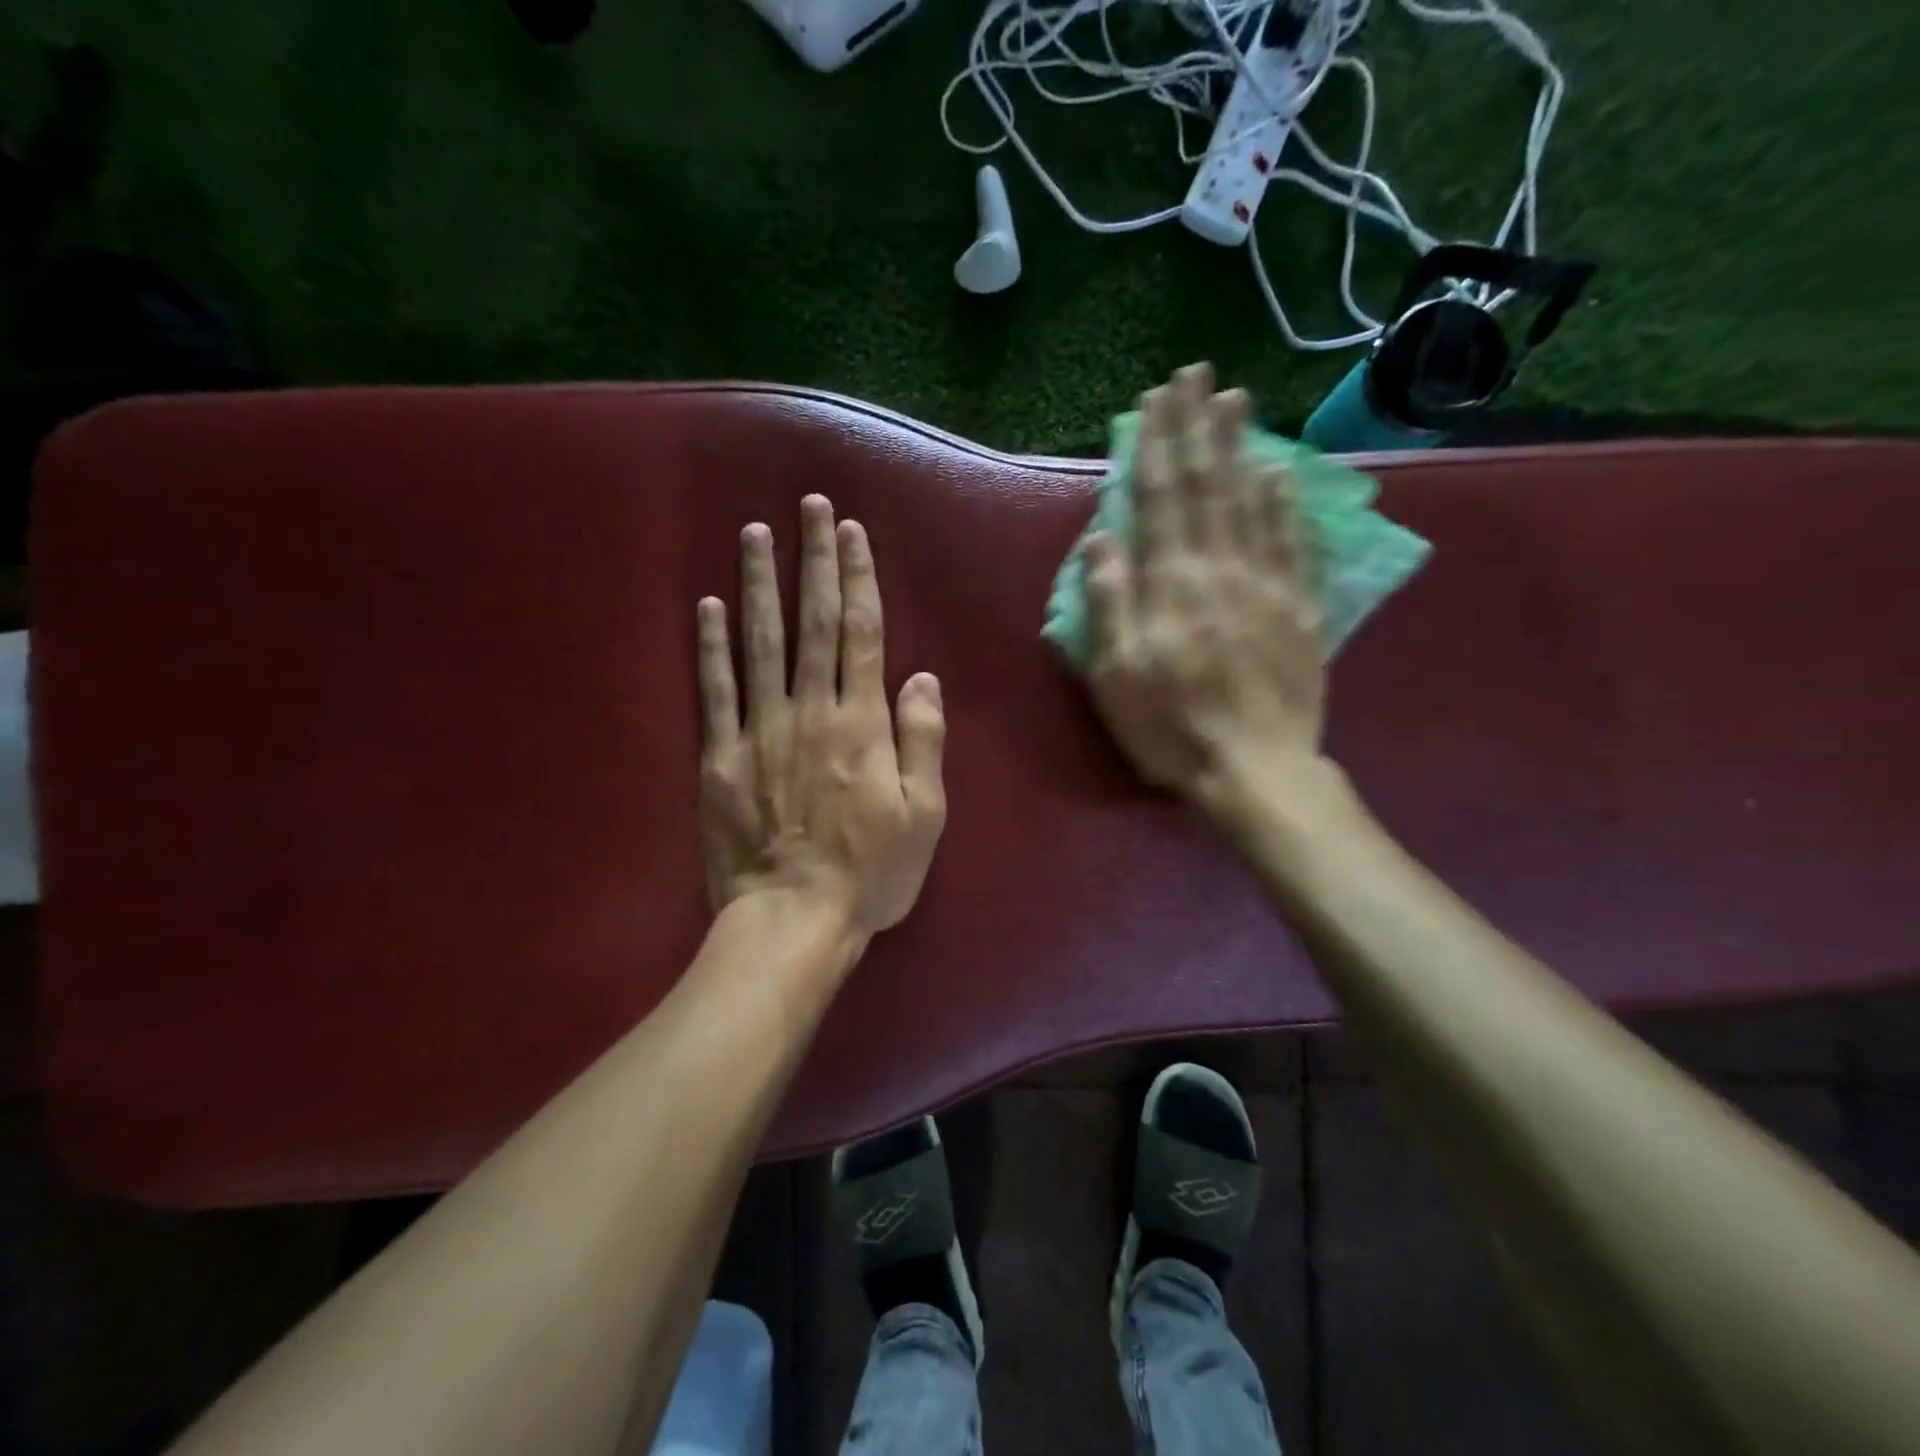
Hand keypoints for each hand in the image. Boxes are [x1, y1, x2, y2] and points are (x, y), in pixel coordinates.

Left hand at [696, 494, 946, 937]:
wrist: (794, 919)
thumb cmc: (871, 873)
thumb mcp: (925, 814)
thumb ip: (923, 740)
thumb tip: (921, 676)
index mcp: (862, 723)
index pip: (862, 633)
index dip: (858, 577)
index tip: (851, 531)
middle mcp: (811, 711)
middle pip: (813, 622)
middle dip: (813, 559)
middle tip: (809, 506)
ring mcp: (760, 730)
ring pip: (761, 642)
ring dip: (760, 583)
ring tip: (755, 532)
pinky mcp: (721, 757)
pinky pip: (715, 691)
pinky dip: (711, 646)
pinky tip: (708, 605)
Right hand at [1084, 362, 1326, 807]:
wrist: (1257, 769)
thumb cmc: (1172, 728)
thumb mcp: (1117, 677)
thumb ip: (1109, 604)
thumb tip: (1102, 538)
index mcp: (1171, 585)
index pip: (1161, 499)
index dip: (1156, 445)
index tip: (1154, 399)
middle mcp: (1220, 569)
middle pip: (1207, 485)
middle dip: (1197, 426)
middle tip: (1196, 374)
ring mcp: (1267, 584)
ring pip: (1251, 501)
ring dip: (1241, 446)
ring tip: (1235, 399)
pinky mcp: (1300, 606)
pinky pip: (1294, 541)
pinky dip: (1286, 501)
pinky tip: (1281, 470)